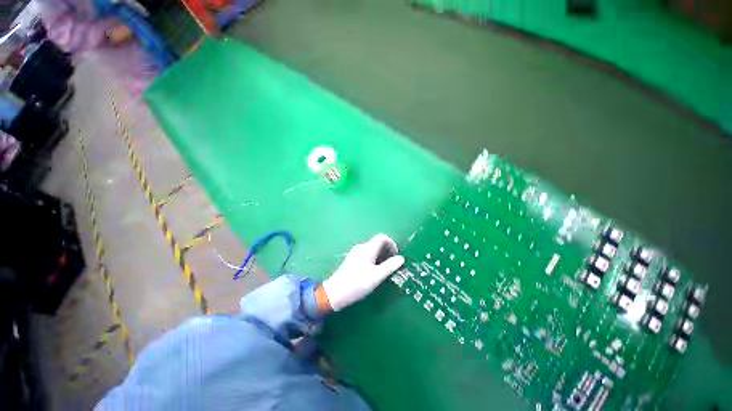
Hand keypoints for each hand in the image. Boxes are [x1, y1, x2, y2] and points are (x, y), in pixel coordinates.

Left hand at [321, 234, 405, 311]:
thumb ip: (390, 266)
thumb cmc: (358, 283)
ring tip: (383, 269)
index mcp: (368, 248)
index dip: (392, 243)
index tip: (396, 255)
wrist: (335, 292)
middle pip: (377, 242)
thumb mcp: (377, 276)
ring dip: (380, 255)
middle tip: (391, 264)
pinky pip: (366, 254)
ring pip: (372, 249)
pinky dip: (373, 258)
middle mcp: (361, 247)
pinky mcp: (351, 259)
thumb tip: (401, 258)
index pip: (382, 237)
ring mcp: (355, 253)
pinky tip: (373, 271)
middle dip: (387, 250)